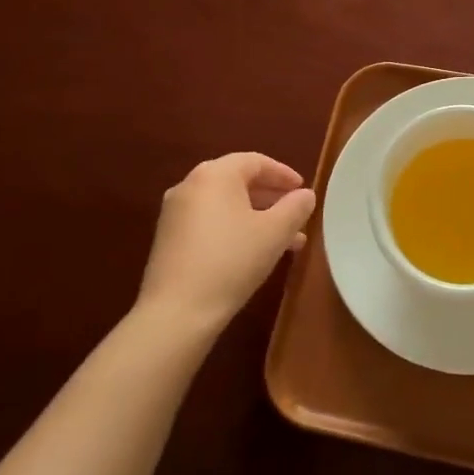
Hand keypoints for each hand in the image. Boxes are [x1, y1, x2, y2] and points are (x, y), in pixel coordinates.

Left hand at [135, 153, 316, 339]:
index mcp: (215, 174)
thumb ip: (295, 208)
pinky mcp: (168, 239)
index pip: (255, 162)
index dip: (283, 174)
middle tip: (295, 214)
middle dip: (271, 197)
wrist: (176, 313)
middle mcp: (190, 185)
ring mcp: (174, 213)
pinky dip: (234, 228)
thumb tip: (306, 195)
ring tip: (283, 240)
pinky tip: (252, 252)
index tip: (303, 190)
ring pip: (225, 204)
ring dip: (256, 216)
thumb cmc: (231, 261)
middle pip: (238, 181)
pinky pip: (209, 221)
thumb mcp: (275, 233)